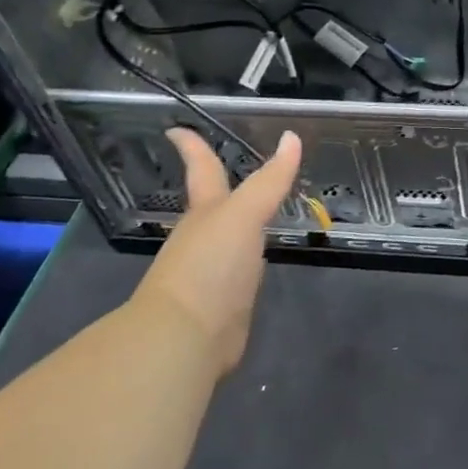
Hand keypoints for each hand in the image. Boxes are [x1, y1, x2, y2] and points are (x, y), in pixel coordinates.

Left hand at [138, 129, 302, 373]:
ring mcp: (212, 273)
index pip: (201, 168)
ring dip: (238, 225)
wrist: (186, 339)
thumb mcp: (244, 215)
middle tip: (233, 169)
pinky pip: (238, 274)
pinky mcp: (224, 305)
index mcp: (206, 212)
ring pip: (227, 239)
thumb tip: (292, 137)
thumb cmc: (209, 266)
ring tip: (257, 212)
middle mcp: (205, 238)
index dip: (192, 147)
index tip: (175, 129)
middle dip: (219, 186)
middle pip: (213, 204)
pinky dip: (247, 263)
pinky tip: (258, 264)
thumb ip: (270, 181)